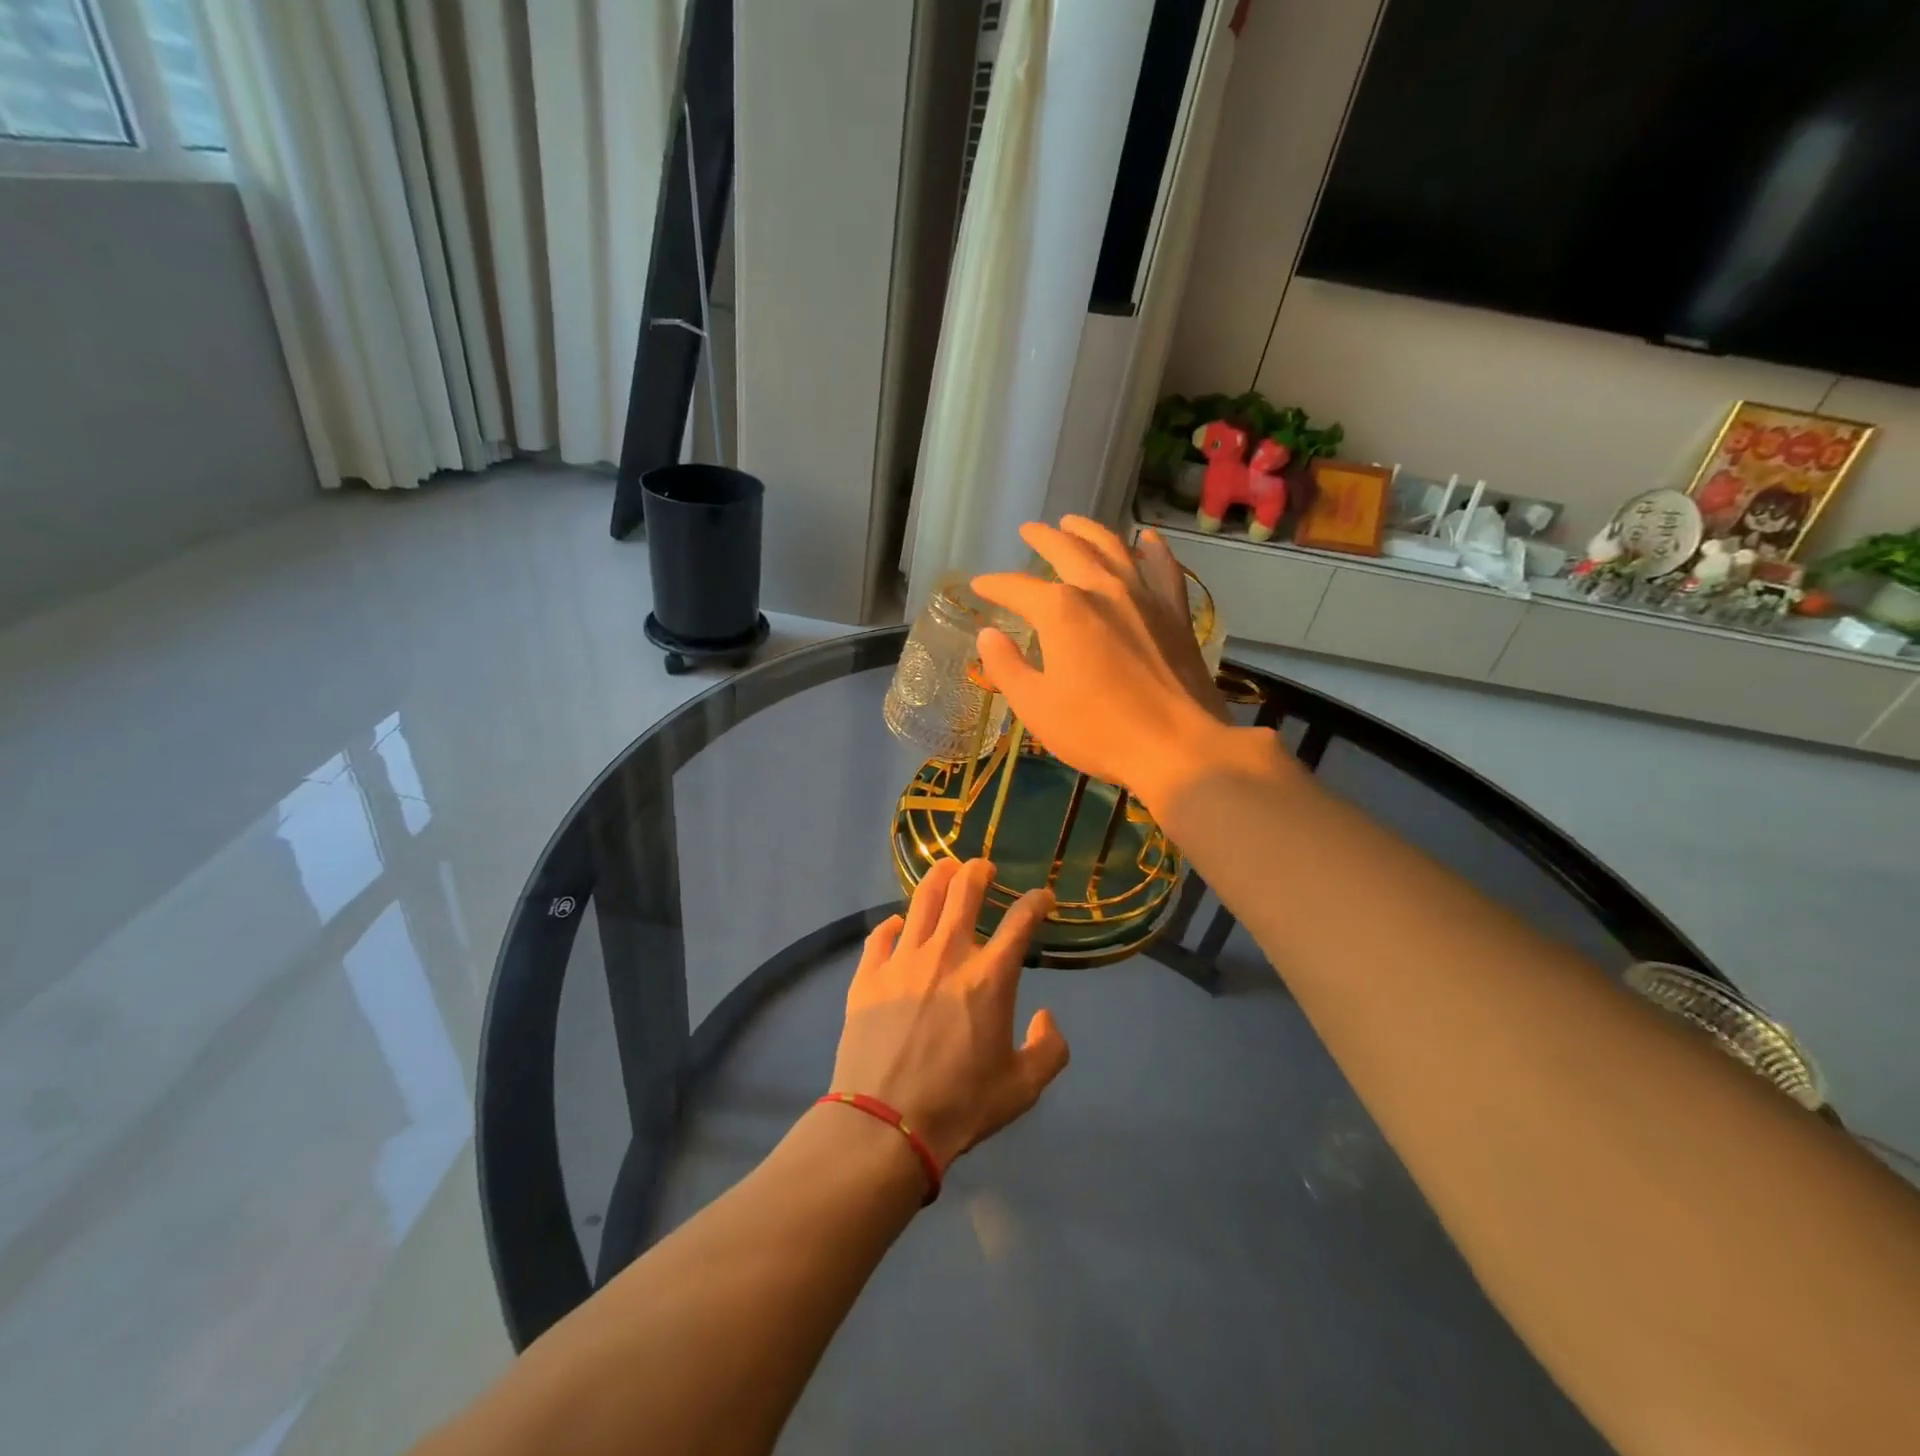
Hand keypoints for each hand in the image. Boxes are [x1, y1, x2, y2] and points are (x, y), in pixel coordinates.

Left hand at [830, 858, 1069, 1170]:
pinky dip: (894, 925)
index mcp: (990, 976)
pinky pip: (881, 935)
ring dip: (938, 877)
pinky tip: (899, 926)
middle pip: (965, 890)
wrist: (885, 1124)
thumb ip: (1049, 1049)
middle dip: (979, 871)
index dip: (1036, 901)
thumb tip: (1045, 1017)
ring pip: (922, 899)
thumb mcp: (1023, 1088)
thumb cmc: (960, 1105)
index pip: (1021, 920)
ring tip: (945, 870)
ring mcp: (903, 960)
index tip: (1042, 898)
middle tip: (984, 868)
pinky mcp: (869, 975)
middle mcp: (947, 953)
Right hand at [970, 518, 1232, 805]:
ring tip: (1073, 522)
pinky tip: (1147, 540)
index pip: (1017, 588)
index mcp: (1061, 611)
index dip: (995, 586)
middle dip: (1043, 538)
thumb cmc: (1098, 731)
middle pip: (1068, 550)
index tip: (979, 586)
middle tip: (1028, 530)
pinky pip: (1164, 568)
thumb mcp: (1036, 707)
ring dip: (1089, 530)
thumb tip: (989, 636)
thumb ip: (1007, 667)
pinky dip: (1152, 549)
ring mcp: (1144, 596)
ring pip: (1114, 547)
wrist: (1177, 748)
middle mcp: (1102, 589)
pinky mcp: (1175, 613)